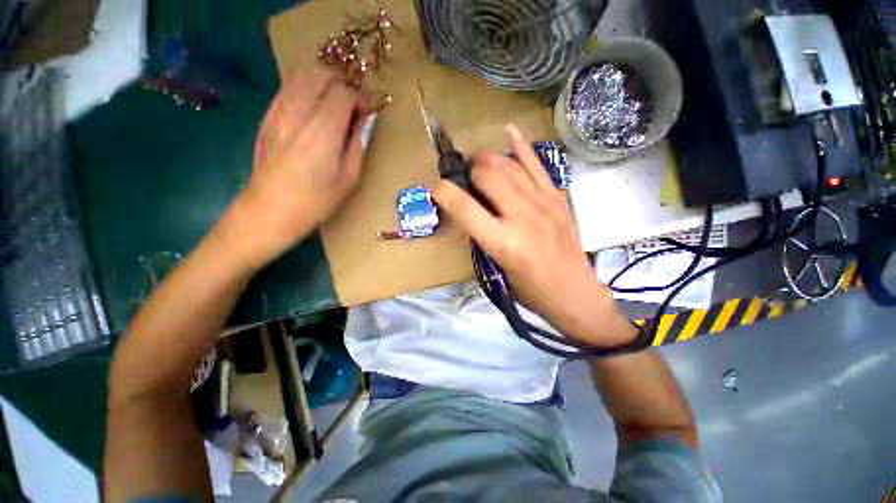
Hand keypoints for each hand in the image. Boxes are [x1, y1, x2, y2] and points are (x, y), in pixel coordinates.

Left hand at [224, 67, 368, 268]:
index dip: (360, 99)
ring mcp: (278, 111)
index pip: (344, 93)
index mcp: (323, 131)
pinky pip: (287, 89)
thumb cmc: (315, 201)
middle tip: (352, 105)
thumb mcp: (348, 179)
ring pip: (300, 75)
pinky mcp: (267, 117)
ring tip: (333, 103)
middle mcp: (298, 112)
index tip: (367, 114)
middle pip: (320, 74)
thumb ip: (357, 145)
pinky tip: (312, 110)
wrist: (269, 211)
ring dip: (322, 82)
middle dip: (341, 84)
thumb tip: (364, 122)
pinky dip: (304, 89)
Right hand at [432, 125, 636, 346]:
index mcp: (504, 243)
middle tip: (464, 175)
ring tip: (479, 162)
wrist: (574, 293)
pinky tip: (509, 131)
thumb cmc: (530, 290)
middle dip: (470, 170)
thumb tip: (469, 210)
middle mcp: (523, 217)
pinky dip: (521, 147)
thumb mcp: (496, 269)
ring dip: (488, 158)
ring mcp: (544, 203)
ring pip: (509, 165)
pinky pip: (537, 165)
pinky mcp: (558, 198)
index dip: (445, 192)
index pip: (465, 208)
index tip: (437, 188)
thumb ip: (481, 237)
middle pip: (488, 175)